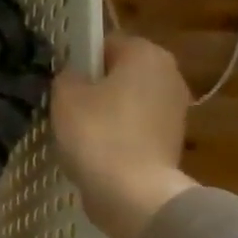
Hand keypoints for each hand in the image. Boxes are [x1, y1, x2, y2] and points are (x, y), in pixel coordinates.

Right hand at [51, 34, 198, 237]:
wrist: (134, 194)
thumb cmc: (98, 134)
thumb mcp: (65, 97)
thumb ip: (67, 77)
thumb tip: (74, 77)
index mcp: (147, 53)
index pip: (105, 43)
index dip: (79, 60)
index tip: (61, 82)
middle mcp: (169, 74)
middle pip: (121, 73)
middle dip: (96, 87)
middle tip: (66, 108)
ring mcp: (175, 110)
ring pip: (129, 102)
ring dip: (107, 114)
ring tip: (79, 135)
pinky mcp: (173, 142)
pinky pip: (136, 129)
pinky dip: (119, 137)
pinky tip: (97, 154)